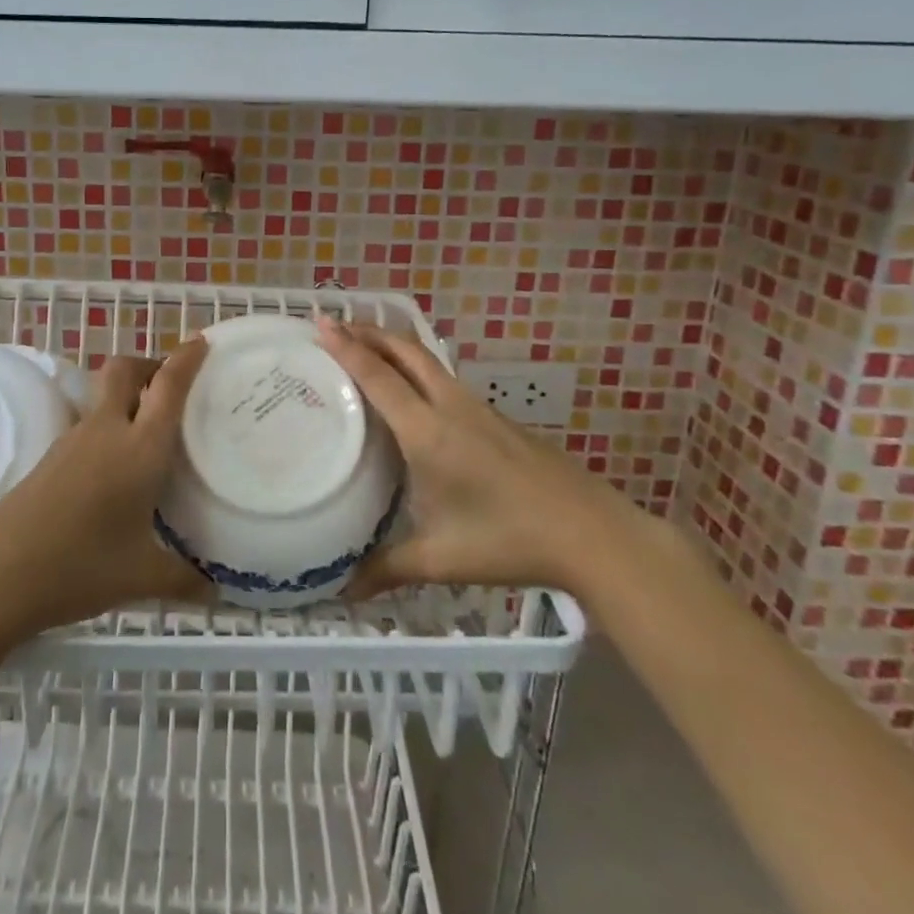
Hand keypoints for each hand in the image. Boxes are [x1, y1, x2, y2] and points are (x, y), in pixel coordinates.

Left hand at [0, 340, 210, 633]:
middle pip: (124, 370)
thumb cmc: (80, 566)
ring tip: (150, 428)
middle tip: (171, 386)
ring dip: (128, 396)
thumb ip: (183, 580)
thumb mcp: (141, 577)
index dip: (186, 359)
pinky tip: (116, 465)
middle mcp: (106, 431)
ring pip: (103, 397)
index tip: (202, 342)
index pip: (167, 387)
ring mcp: (73, 441)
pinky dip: (109, 426)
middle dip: (149, 365)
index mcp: (139, 448)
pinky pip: (88, 424)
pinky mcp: (51, 457)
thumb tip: (216, 592)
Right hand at [316, 319, 646, 596]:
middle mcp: (451, 407)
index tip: (321, 322)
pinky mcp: (498, 419)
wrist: (592, 533)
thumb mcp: (441, 559)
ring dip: (394, 347)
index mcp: (428, 432)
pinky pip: (446, 380)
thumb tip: (343, 591)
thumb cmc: (509, 541)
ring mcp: (479, 409)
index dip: (347, 348)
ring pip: (428, 361)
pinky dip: (417, 369)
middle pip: (405, 351)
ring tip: (367, 349)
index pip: (378, 377)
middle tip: (336, 324)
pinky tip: (414, 395)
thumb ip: (387, 568)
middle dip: (369, 332)